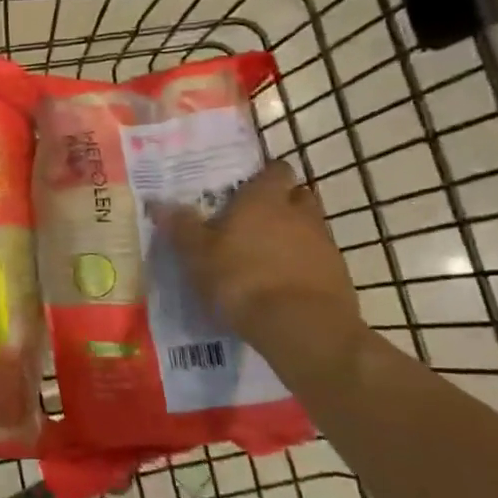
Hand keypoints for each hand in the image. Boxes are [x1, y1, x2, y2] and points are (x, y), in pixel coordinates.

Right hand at [156, 160, 365, 371]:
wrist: (302, 327)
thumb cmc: (242, 279)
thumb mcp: (198, 254)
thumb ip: (181, 227)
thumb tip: (159, 202)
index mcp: (264, 199)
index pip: (274, 170)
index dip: (263, 176)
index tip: (246, 188)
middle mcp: (299, 213)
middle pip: (297, 195)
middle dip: (281, 203)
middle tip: (255, 220)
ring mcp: (324, 244)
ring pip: (309, 228)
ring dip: (293, 235)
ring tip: (267, 255)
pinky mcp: (338, 275)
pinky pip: (318, 260)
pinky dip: (303, 266)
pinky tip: (283, 284)